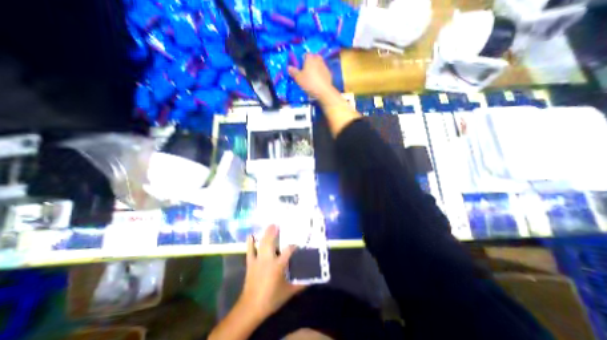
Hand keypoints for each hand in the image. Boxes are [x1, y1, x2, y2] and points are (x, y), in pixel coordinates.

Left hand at [236, 226, 302, 317]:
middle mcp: (268, 259)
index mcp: (278, 265)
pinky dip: (250, 243)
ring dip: (265, 234)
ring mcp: (258, 260)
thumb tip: (311, 280)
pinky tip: (250, 235)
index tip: (298, 241)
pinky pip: (249, 251)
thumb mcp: (288, 292)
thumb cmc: (271, 299)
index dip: (293, 245)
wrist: (251, 307)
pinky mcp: (250, 263)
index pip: (288, 250)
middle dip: (274, 232)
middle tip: (278, 223)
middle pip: (271, 242)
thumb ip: (300, 285)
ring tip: (269, 225)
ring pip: (261, 244)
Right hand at [288, 53, 336, 98]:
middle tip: (306, 69)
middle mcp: (318, 60)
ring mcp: (325, 66)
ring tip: (312, 76)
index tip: (300, 66)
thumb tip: (288, 67)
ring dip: (316, 67)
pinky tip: (318, 80)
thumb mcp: (299, 78)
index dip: (302, 59)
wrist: (324, 91)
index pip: (305, 54)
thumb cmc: (309, 83)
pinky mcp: (329, 74)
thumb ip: (293, 72)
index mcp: (310, 59)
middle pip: (314, 57)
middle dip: (310, 62)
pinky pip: (323, 71)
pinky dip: (320, 74)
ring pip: (319, 64)